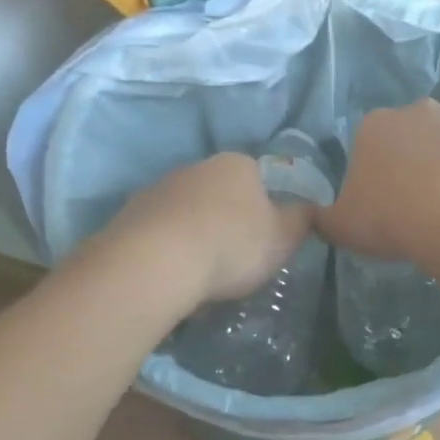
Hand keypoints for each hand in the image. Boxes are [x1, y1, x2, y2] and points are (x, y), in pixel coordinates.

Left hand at [98, 153, 315, 305]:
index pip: (259, 177)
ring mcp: (159, 189)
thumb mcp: (283, 238)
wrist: (155, 262)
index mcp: (237, 164)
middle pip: (219, 192)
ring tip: (200, 273)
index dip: (265, 207)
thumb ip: (301, 220)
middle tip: (234, 258)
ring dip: (194, 234)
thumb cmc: (231, 245)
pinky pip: (159, 232)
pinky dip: (167, 249)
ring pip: (187, 211)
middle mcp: (196, 167)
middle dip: (227, 220)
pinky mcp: (129, 215)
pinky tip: (172, 275)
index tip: (265, 238)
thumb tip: (310, 208)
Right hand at [318, 100, 439, 262]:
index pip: (366, 144)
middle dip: (411, 162)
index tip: (381, 203)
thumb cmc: (393, 216)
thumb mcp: (342, 226)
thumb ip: (323, 218)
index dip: (372, 174)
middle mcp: (414, 110)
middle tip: (416, 204)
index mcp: (372, 125)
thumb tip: (311, 215)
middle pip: (408, 137)